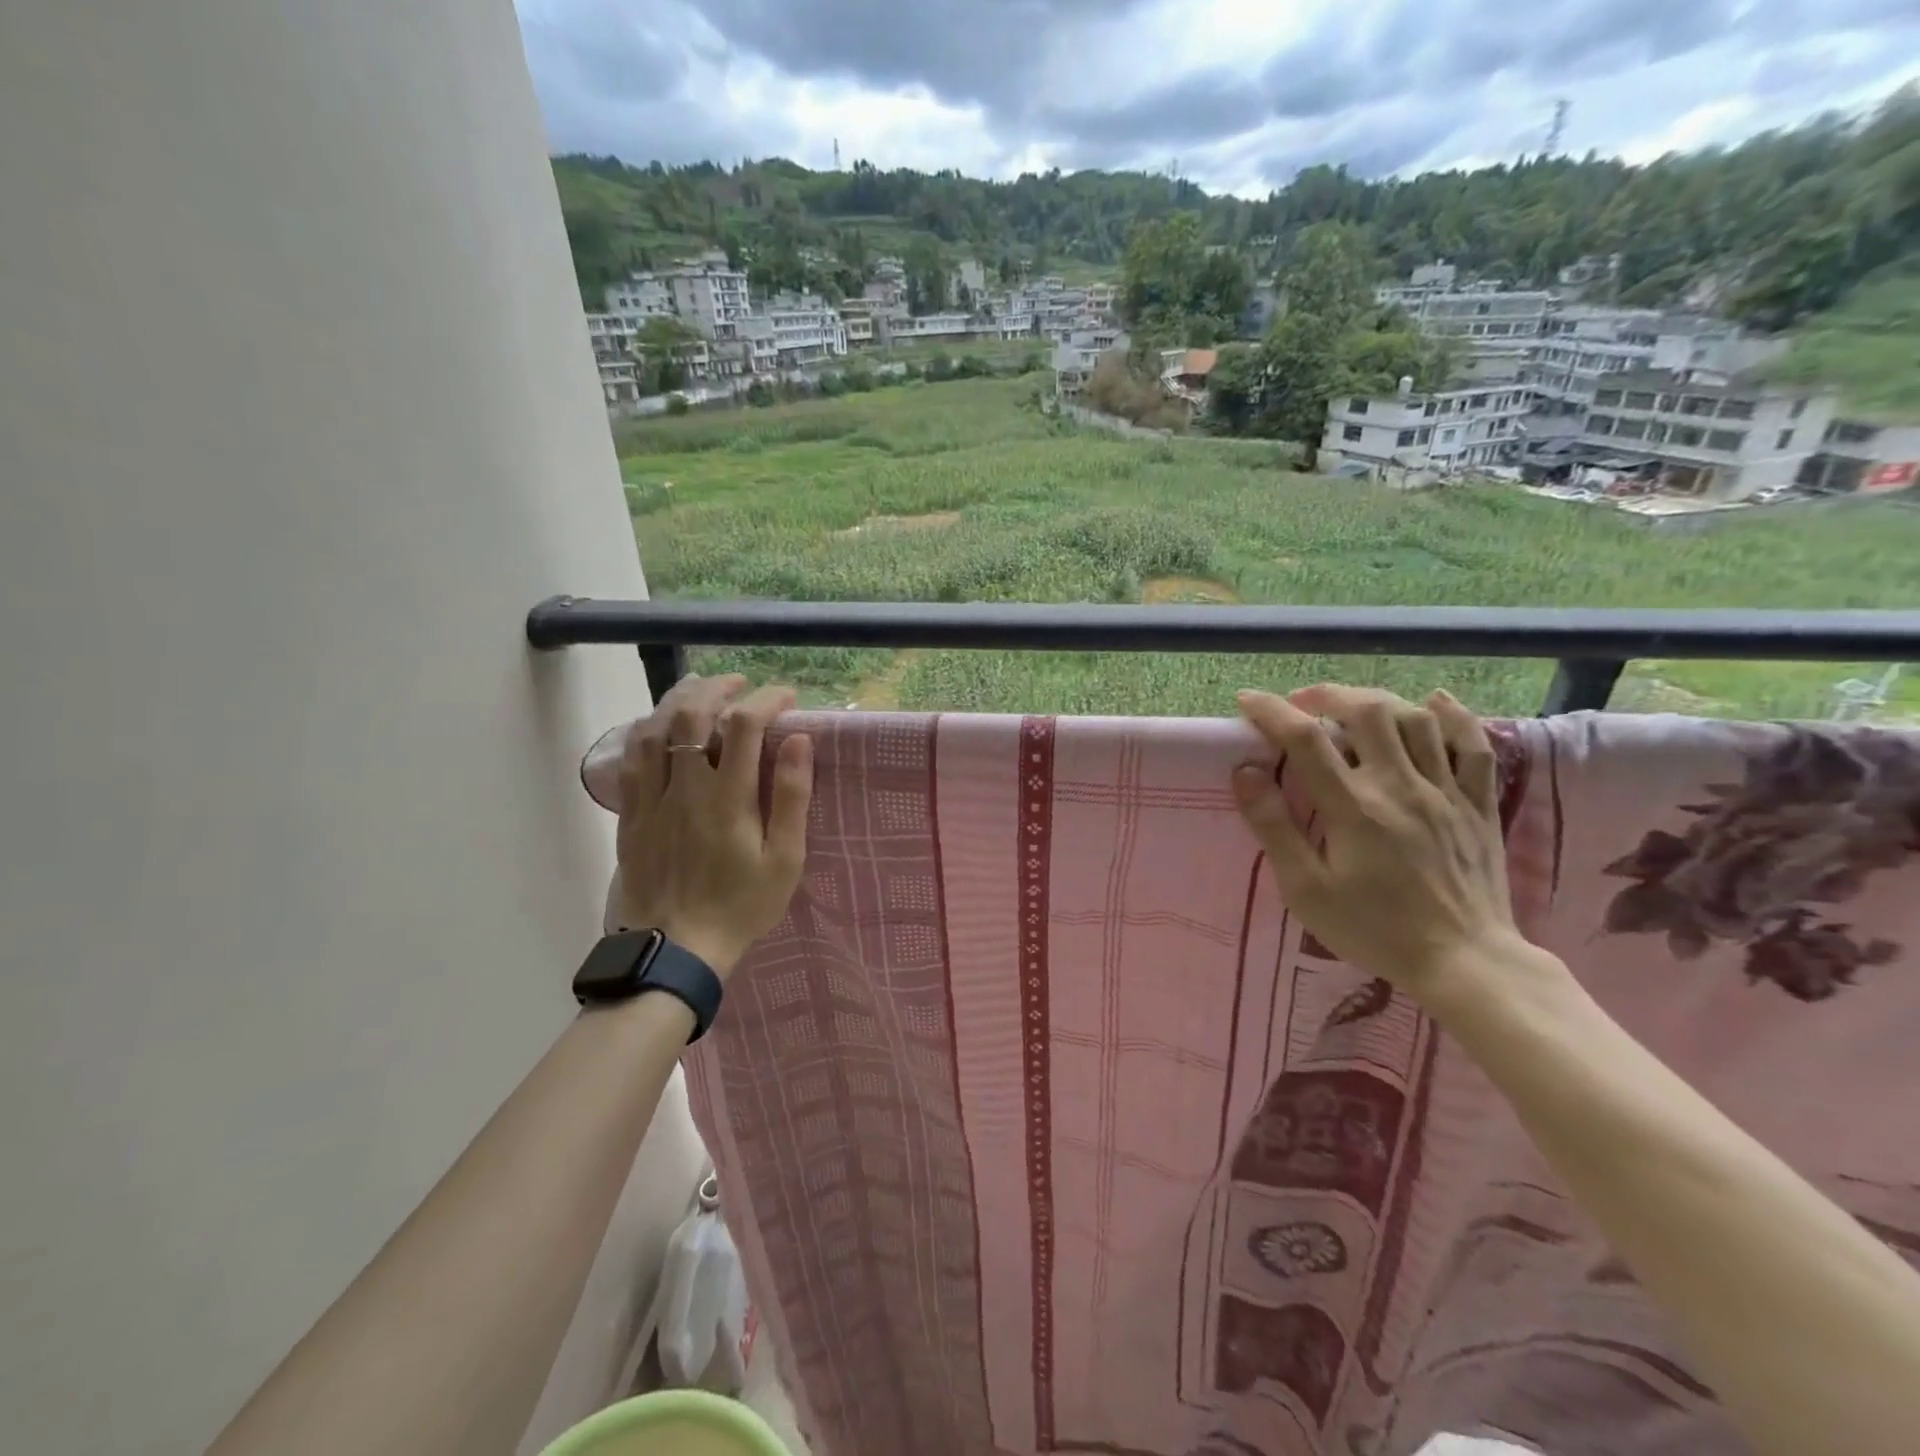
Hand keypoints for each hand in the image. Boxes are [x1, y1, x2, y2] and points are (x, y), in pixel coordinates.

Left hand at [613, 674, 812, 977]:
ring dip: (678, 701)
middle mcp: (685, 788)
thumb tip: (799, 740)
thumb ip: (791, 797)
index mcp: (728, 798)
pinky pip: (632, 759)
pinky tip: (659, 726)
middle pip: (691, 715)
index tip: (786, 698)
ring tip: (699, 690)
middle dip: (718, 688)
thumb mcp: (784, 860)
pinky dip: (647, 730)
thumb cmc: (741, 906)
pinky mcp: (631, 814)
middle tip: (740, 684)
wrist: (676, 949)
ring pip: (655, 729)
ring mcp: (651, 799)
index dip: (766, 700)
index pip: (744, 725)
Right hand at [1230, 684, 1528, 1005]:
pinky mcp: (1478, 804)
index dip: (1272, 712)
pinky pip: (1473, 746)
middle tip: (1301, 703)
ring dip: (1378, 701)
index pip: (1306, 740)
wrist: (1465, 963)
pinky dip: (1453, 717)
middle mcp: (1401, 786)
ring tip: (1351, 706)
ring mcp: (1445, 792)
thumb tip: (1245, 772)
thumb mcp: (1306, 889)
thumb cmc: (1374, 929)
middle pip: (1367, 712)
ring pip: (1417, 719)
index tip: (1246, 700)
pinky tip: (1433, 703)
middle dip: (1327, 695)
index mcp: (1354, 807)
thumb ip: (1274, 827)